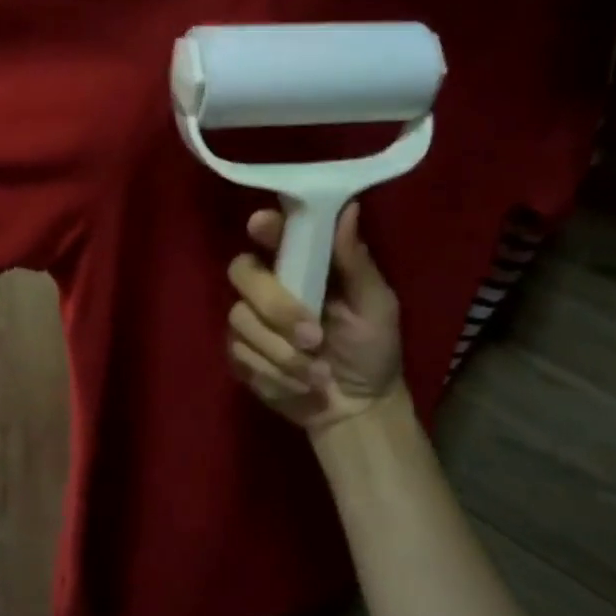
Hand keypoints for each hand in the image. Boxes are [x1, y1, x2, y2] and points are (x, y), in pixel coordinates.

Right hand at [227, 203, 404, 431]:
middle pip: (243, 272)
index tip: (261, 225)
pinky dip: (274, 374)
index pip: (271, 232)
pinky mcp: (239, 354)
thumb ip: (356, 261)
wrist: (357, 408)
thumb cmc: (372, 349)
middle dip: (276, 307)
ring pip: (241, 320)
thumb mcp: (376, 305)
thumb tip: (349, 207)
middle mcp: (268, 286)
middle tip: (313, 336)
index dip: (263, 226)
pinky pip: (239, 354)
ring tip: (318, 373)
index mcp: (301, 265)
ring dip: (282, 352)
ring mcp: (249, 320)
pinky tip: (300, 385)